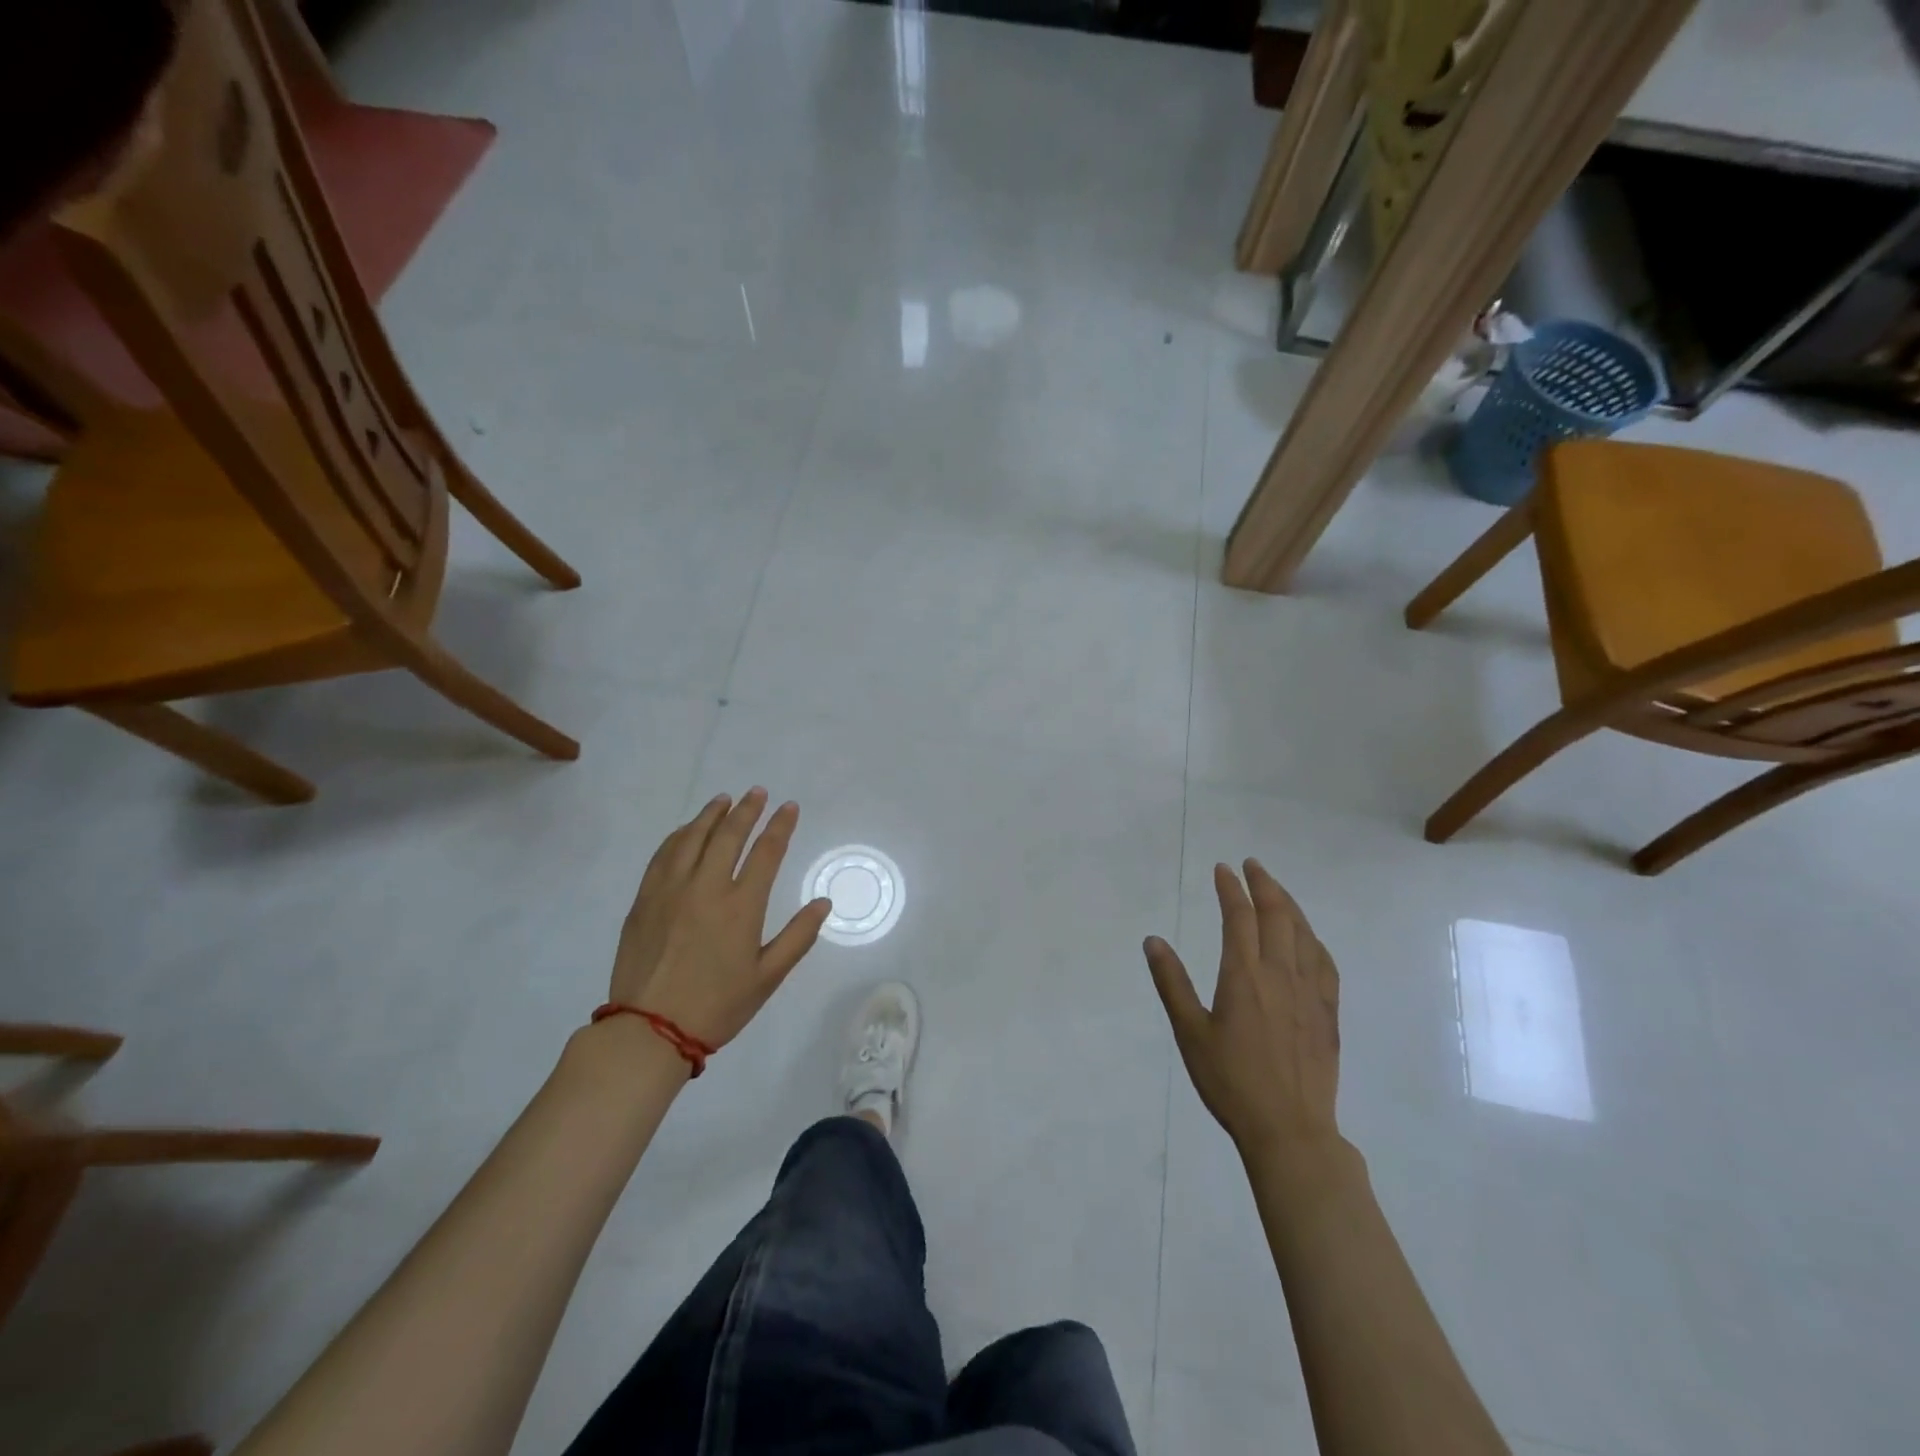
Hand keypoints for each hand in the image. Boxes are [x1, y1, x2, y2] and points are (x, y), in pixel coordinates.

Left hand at [611, 788, 832, 1049]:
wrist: (649, 1031)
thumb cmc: (717, 1006)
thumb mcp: (768, 977)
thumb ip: (798, 937)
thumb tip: (823, 903)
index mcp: (741, 906)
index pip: (766, 852)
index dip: (780, 826)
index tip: (789, 807)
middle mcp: (706, 887)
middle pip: (728, 835)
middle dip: (747, 809)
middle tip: (757, 792)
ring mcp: (670, 890)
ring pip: (692, 838)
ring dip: (711, 815)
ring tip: (724, 800)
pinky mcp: (644, 900)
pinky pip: (663, 855)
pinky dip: (679, 836)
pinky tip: (686, 831)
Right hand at [1145, 860, 1342, 1166]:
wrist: (1289, 1129)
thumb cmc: (1230, 1081)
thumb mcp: (1190, 1032)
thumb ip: (1171, 983)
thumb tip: (1153, 940)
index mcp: (1244, 976)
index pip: (1239, 917)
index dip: (1230, 889)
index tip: (1223, 869)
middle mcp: (1281, 974)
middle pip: (1277, 916)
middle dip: (1264, 885)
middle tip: (1252, 866)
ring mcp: (1310, 993)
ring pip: (1304, 934)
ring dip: (1290, 905)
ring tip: (1277, 890)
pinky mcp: (1328, 1013)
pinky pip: (1324, 962)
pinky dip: (1313, 939)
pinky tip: (1308, 939)